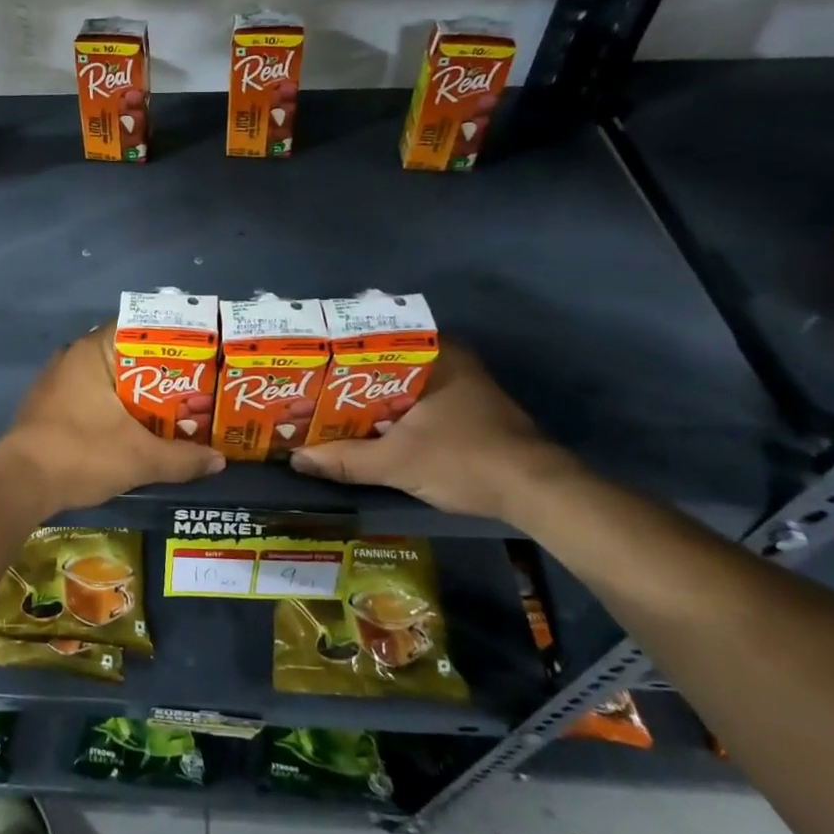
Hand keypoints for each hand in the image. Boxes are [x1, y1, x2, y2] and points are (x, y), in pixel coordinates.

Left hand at [0, 327, 224, 519]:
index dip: (172, 341)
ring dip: (137, 394)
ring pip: (108, 379)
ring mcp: (56, 382)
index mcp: (92, 352)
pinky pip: (91, 396)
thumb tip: (219, 461)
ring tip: (174, 409)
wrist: (19, 485)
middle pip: (126, 356)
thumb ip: (182, 458)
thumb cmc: (81, 454)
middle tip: (196, 388)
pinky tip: (136, 427)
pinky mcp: (49, 406)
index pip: (139, 328)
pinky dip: (115, 407)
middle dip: (161, 373)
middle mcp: (72, 357)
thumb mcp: (140, 458)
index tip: (200, 356)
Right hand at [290, 343, 573, 520]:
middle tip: (308, 389)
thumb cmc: (466, 461)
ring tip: (325, 407)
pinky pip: (414, 401)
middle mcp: (448, 360)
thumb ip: (345, 459)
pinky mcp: (466, 411)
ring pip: (398, 385)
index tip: (305, 364)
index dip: (335, 353)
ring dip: (367, 399)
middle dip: (347, 380)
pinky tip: (364, 427)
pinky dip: (389, 412)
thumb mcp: (398, 462)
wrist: (537, 494)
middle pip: (382, 364)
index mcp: (435, 353)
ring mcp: (459, 385)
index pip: (373, 339)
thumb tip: (296, 459)